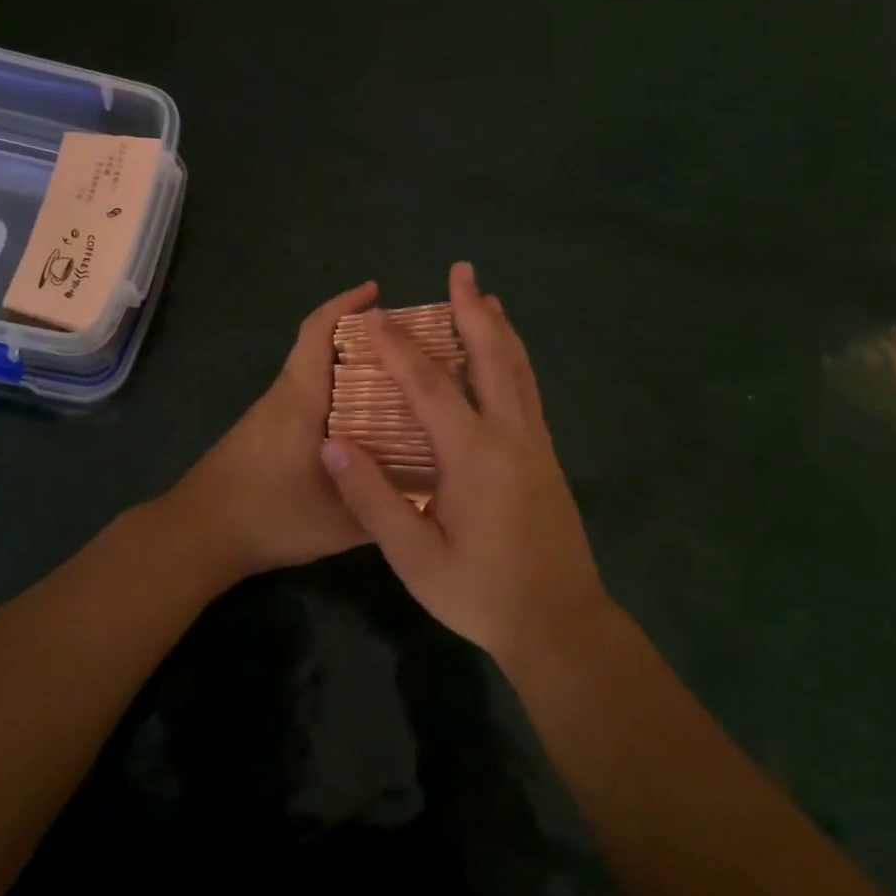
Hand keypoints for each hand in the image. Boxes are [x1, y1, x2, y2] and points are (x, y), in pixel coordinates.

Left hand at [161, 281, 377, 584]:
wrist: (198, 534)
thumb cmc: (267, 517)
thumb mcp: (336, 523)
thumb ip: (381, 508)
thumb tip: (425, 495)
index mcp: (301, 399)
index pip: (318, 333)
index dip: (345, 304)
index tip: (376, 291)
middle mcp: (285, 396)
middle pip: (321, 347)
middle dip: (361, 336)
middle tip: (407, 345)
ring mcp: (271, 414)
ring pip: (314, 373)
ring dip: (349, 366)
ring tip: (396, 382)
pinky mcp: (264, 433)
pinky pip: (308, 397)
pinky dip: (336, 394)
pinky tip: (362, 424)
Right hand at [317, 262, 613, 664]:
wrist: (561, 625)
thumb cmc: (481, 594)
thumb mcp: (415, 557)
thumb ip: (372, 498)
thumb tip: (333, 442)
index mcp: (474, 454)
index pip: (429, 385)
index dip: (398, 348)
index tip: (372, 317)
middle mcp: (511, 435)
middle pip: (493, 356)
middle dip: (472, 310)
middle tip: (461, 271)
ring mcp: (536, 444)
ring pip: (519, 370)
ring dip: (500, 329)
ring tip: (487, 297)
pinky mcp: (547, 458)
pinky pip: (528, 391)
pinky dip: (514, 360)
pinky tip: (506, 359)